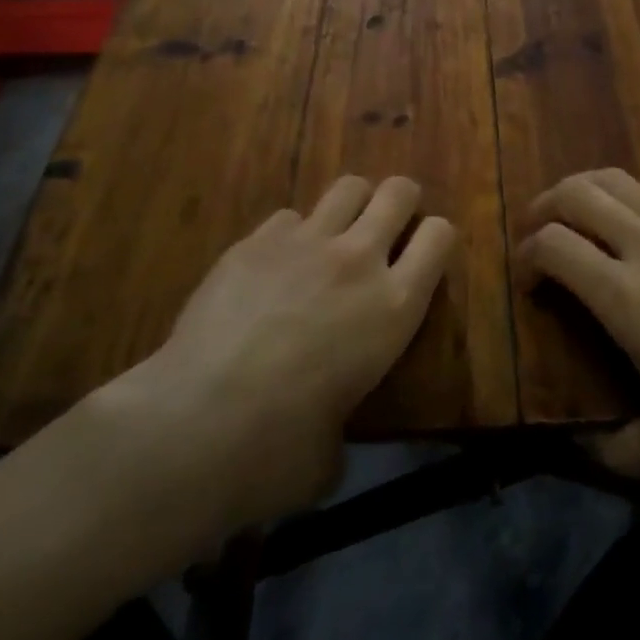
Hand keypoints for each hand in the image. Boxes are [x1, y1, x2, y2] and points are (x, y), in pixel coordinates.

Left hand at [84, 176, 453, 545]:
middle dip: (400, 201)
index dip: (436, 238)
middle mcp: (358, 260)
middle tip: (387, 226)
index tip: (425, 252)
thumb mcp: (333, 452)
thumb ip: (342, 423)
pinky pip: (288, 217)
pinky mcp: (255, 241)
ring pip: (347, 187)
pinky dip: (290, 235)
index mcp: (394, 306)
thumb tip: (324, 437)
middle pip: (398, 193)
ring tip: (336, 233)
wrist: (198, 421)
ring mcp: (305, 242)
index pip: (440, 237)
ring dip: (351, 205)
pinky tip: (272, 266)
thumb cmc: (279, 450)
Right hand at [522, 169, 639, 482]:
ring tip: (580, 216)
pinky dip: (632, 196)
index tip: (527, 280)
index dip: (528, 255)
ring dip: (586, 190)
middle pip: (578, 193)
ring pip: (618, 180)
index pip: (554, 246)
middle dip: (545, 205)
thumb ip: (622, 449)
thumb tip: (587, 448)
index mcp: (627, 298)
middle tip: (538, 229)